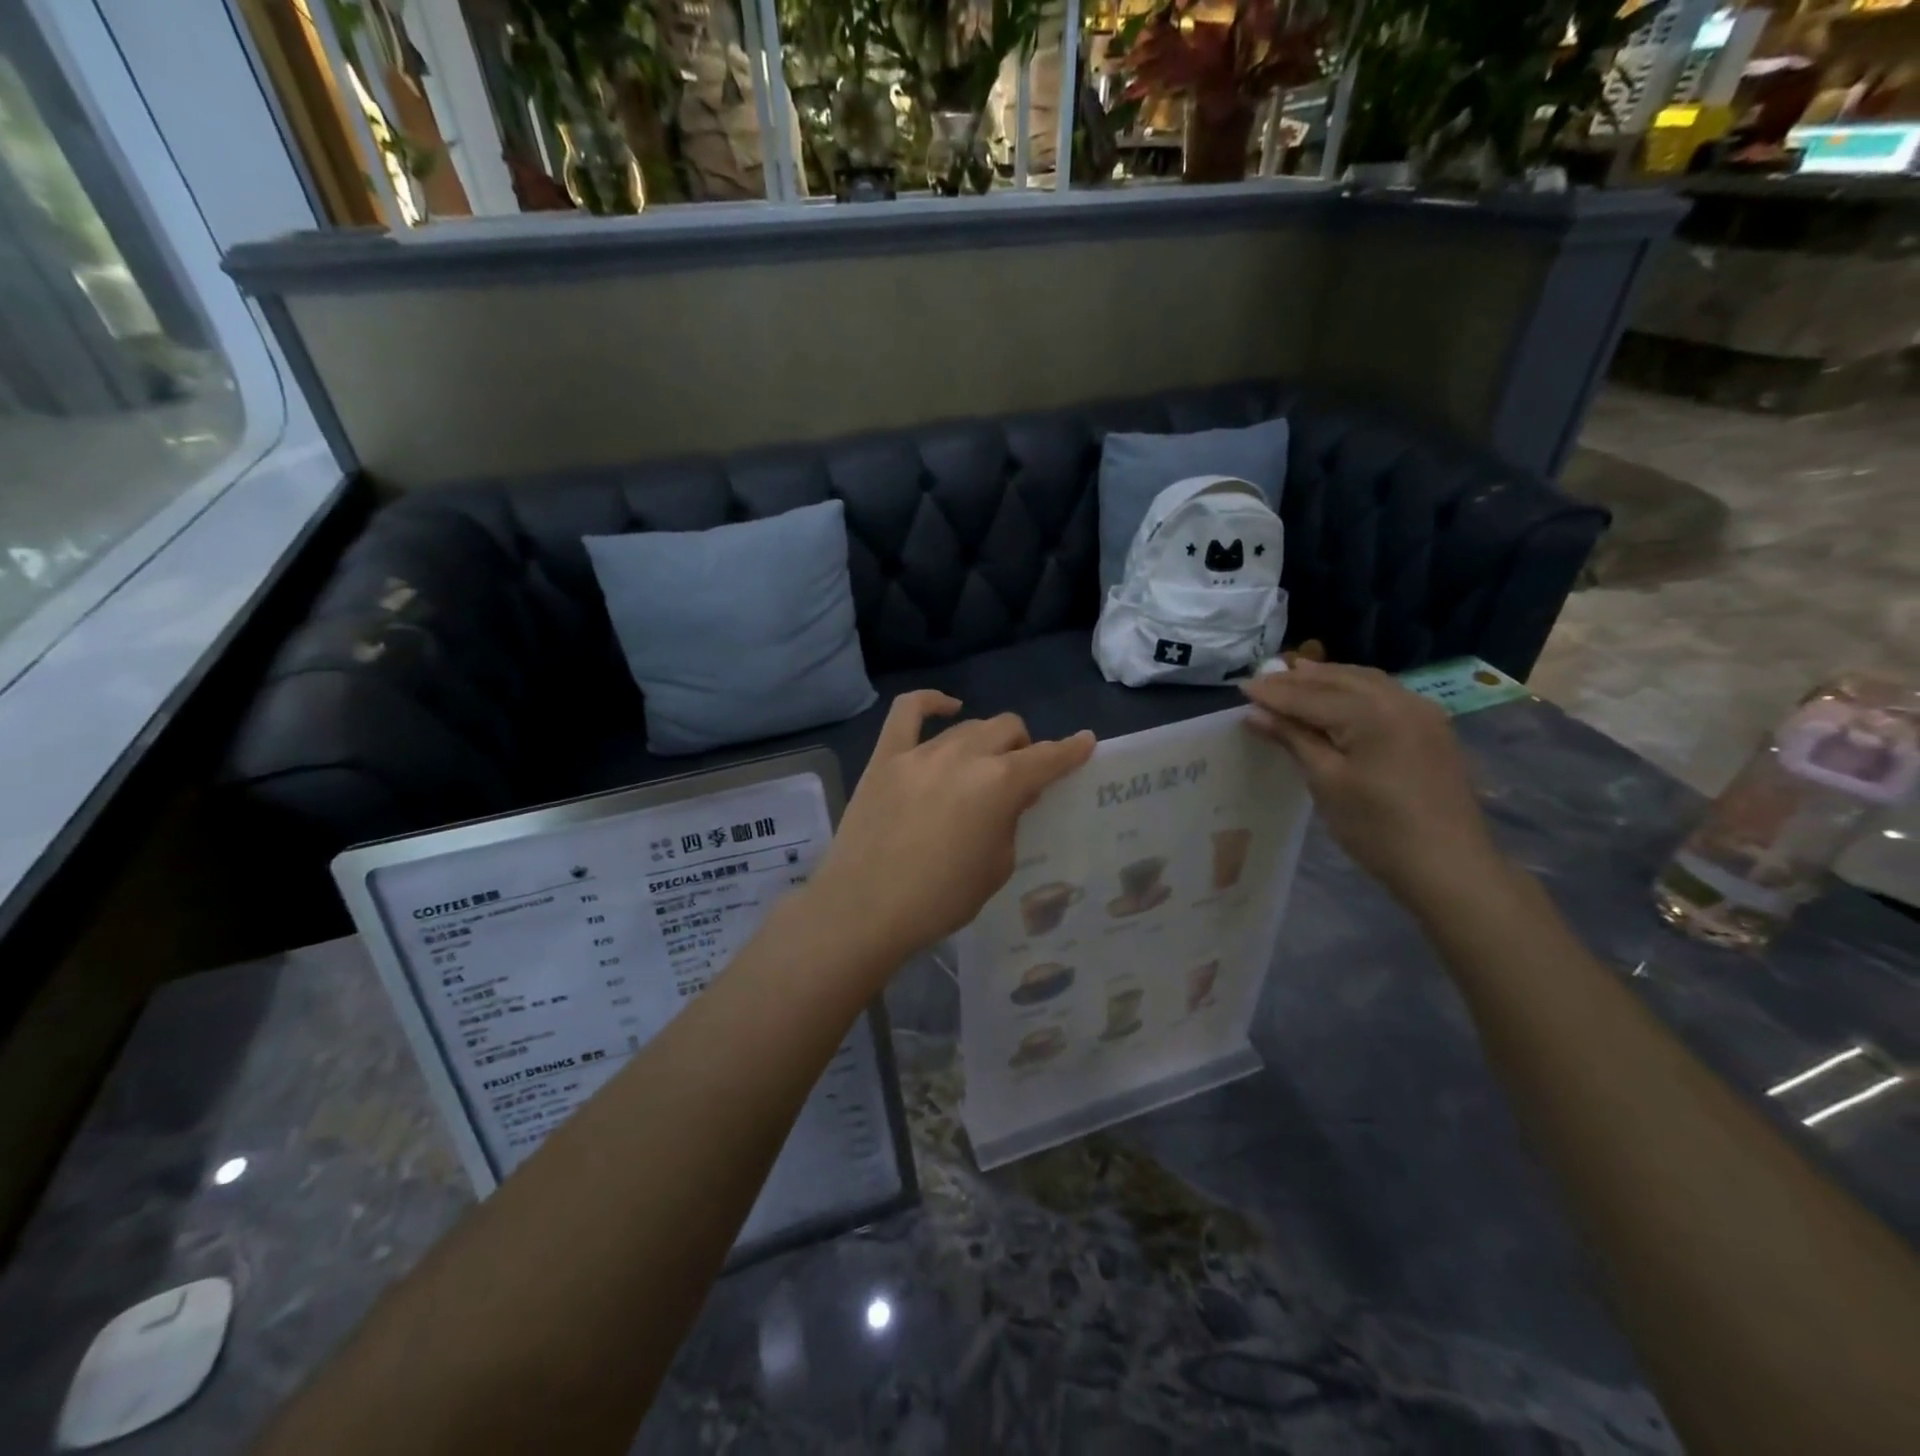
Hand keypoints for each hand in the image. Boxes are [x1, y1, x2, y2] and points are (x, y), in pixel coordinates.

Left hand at [808, 692, 1094, 969]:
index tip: (1085, 742)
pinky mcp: (886, 756)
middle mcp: (965, 756)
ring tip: (983, 765)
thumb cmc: (940, 899)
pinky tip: (947, 708)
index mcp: (1000, 784)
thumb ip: (1009, 822)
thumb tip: (1006, 799)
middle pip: (1008, 730)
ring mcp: (921, 752)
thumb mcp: (996, 867)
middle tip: (1019, 778)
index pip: (1047, 758)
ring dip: (986, 742)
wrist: (865, 909)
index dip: (1071, 750)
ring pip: (968, 727)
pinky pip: (908, 711)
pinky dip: (931, 702)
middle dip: (1023, 748)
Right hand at [1240, 661, 1502, 904]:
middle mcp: (1400, 700)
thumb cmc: (1377, 828)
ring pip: (1364, 682)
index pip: (1311, 695)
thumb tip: (1255, 713)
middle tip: (1261, 680)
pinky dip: (1352, 690)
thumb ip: (1293, 739)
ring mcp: (1421, 712)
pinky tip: (1337, 696)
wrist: (1448, 867)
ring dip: (1326, 679)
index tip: (1241, 687)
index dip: (1274, 693)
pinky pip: (1383, 695)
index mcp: (1372, 713)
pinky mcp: (1430, 728)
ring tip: (1293, 676)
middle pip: (1338, 680)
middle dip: (1298, 680)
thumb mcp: (1326, 782)